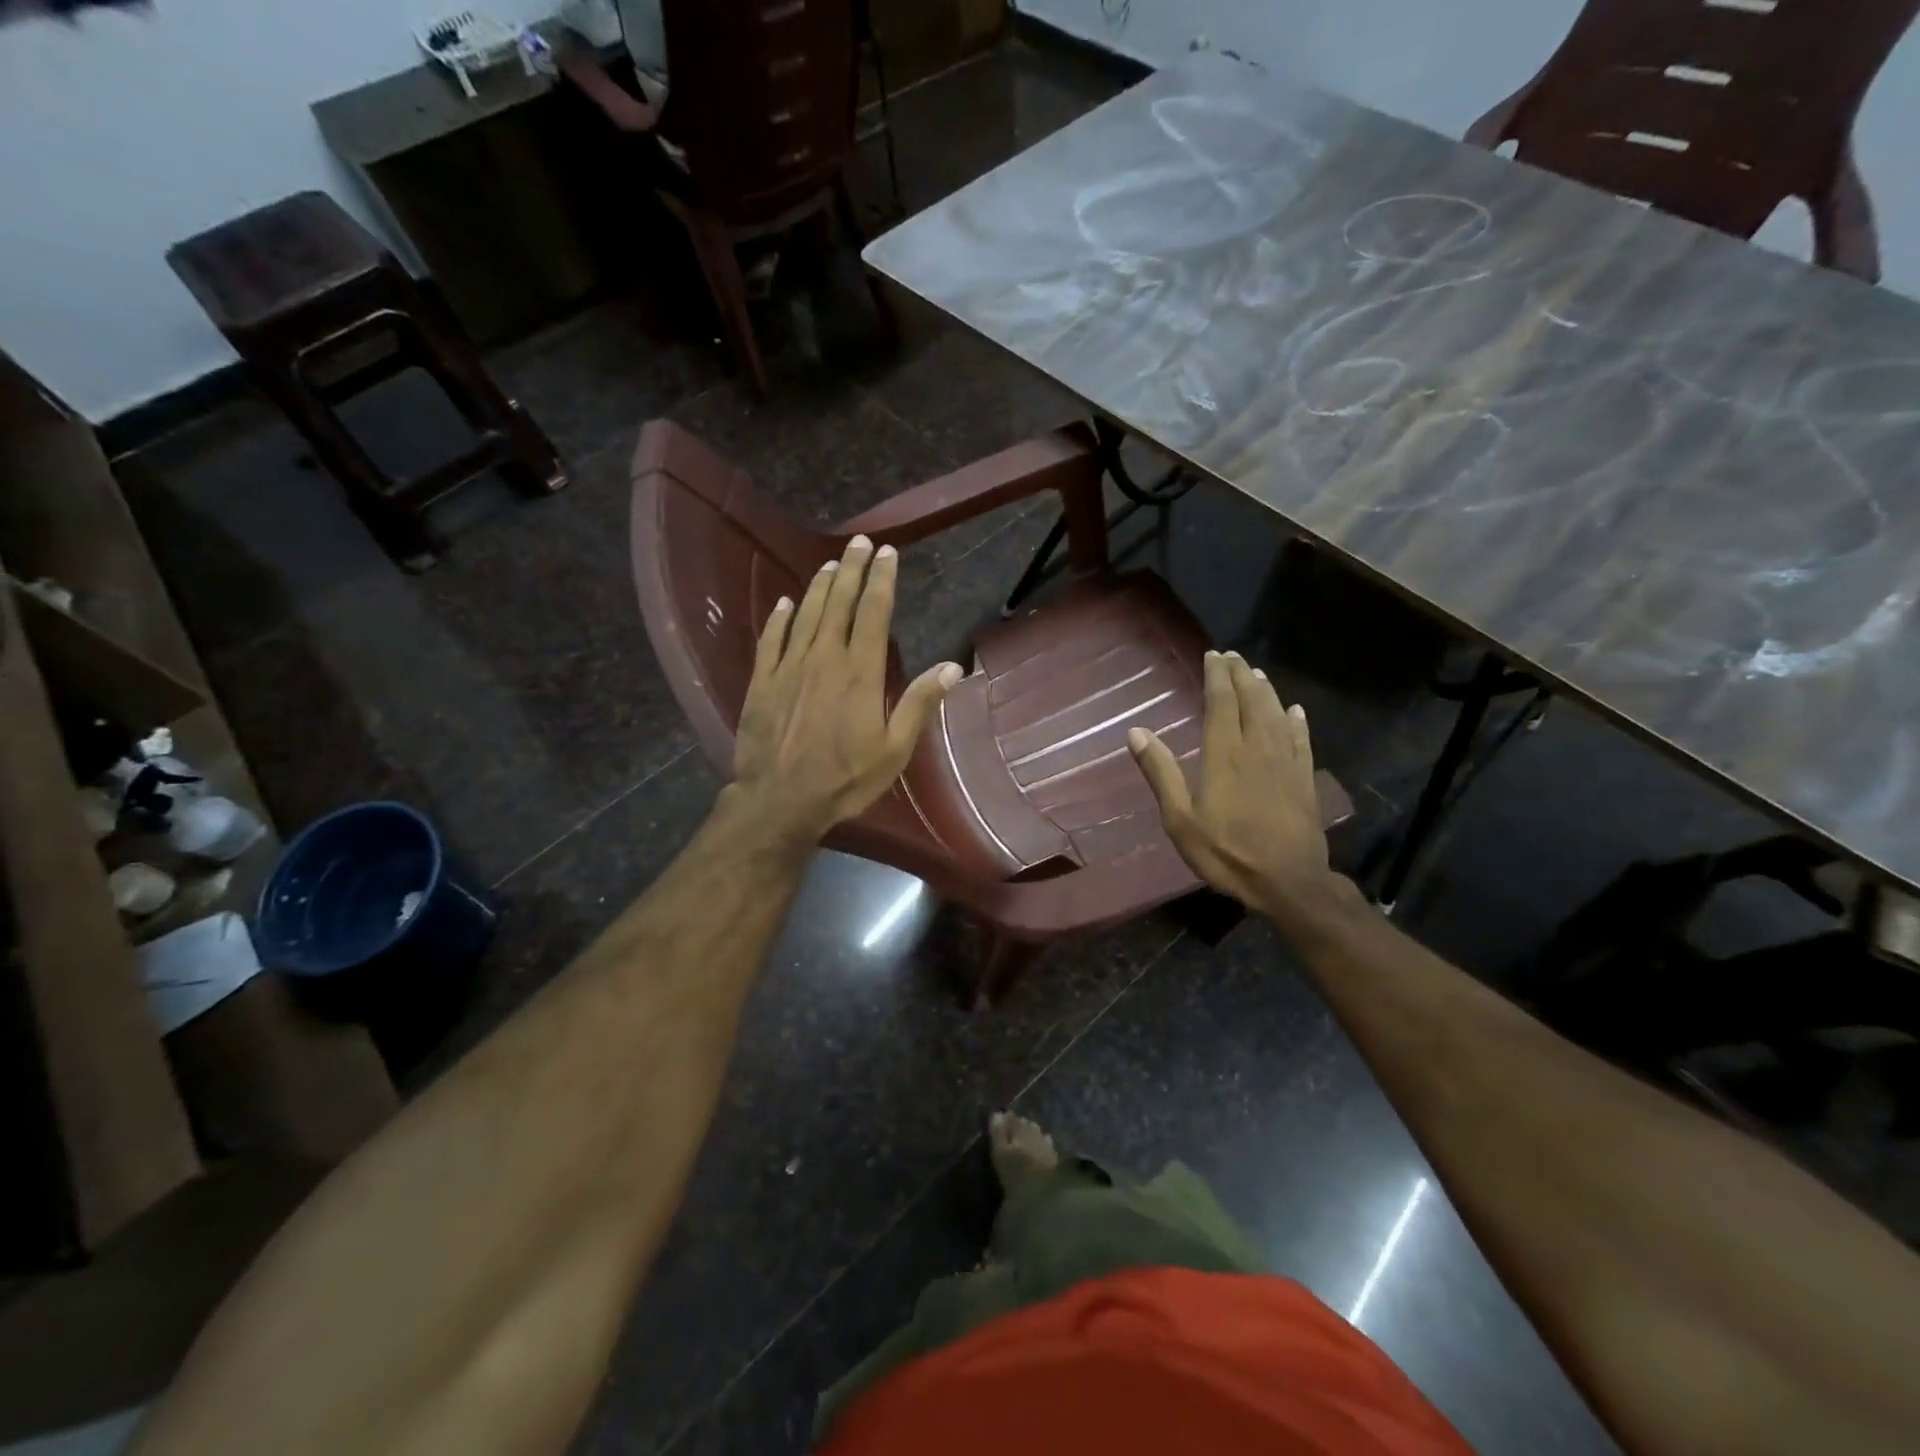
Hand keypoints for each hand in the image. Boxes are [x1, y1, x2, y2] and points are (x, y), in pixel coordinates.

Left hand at [729, 535, 961, 846]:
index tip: (887, 553)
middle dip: (852, 569)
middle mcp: (824, 657)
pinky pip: (771, 638)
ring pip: (806, 613)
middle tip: (860, 543)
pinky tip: (784, 603)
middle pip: (839, 602)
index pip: (874, 612)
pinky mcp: (762, 681)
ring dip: (820, 586)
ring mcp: (789, 666)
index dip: (882, 579)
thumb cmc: (845, 778)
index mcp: (860, 671)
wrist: (780, 799)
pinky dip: (779, 617)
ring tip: (831, 563)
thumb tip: (953, 667)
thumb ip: (919, 703)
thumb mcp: (894, 749)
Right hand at [1128, 650, 1337, 923]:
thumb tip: (1136, 732)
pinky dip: (1297, 721)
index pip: (1222, 702)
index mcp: (1225, 755)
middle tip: (1232, 656)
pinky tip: (1295, 711)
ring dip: (1266, 691)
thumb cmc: (1227, 853)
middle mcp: (1258, 748)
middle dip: (1241, 675)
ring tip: (1256, 673)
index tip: (1212, 656)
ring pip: (1277, 714)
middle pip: (1251, 700)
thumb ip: (1161, 773)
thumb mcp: (1181, 820)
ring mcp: (1287, 762)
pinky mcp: (1305, 779)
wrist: (1289, 882)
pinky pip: (1302, 740)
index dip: (1217, 676)